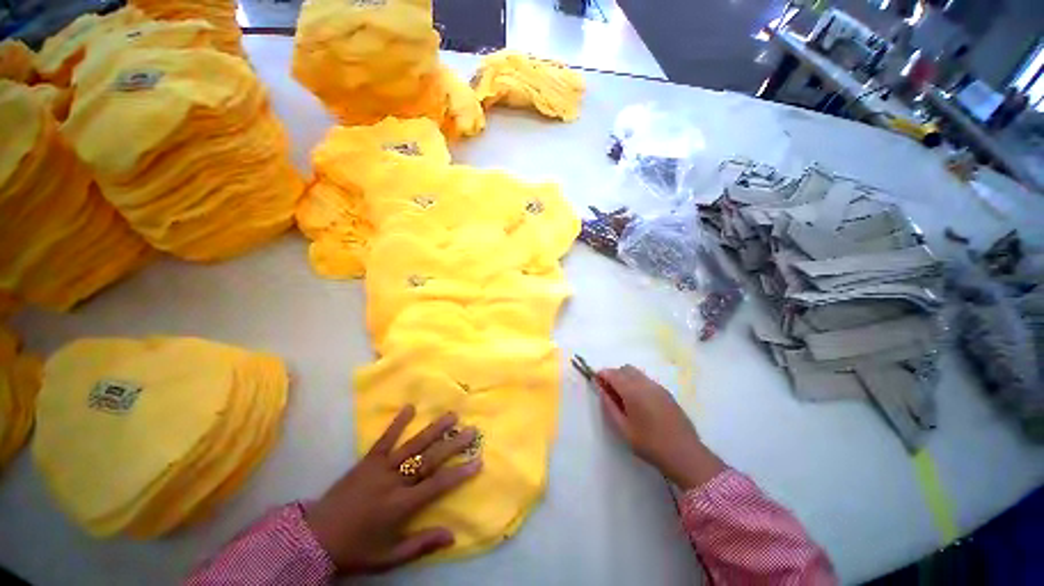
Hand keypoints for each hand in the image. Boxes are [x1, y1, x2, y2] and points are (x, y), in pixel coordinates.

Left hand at [304, 406, 481, 573]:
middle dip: (453, 444)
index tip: (478, 460)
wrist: (314, 537)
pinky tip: (410, 407)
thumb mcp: (389, 557)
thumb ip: (421, 545)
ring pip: (412, 445)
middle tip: (471, 430)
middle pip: (429, 459)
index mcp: (400, 506)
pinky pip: (385, 439)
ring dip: (434, 429)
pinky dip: (398, 423)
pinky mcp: (367, 461)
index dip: (459, 473)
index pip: (436, 485)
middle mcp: (393, 482)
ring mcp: (379, 468)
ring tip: (452, 415)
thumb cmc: (356, 549)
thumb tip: (453, 535)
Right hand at [596, 365, 723, 489]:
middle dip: (614, 375)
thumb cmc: (650, 443)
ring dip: (626, 378)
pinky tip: (639, 402)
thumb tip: (601, 389)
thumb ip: (609, 406)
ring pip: (636, 373)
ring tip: (623, 398)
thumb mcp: (623, 428)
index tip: (596, 382)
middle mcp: (645, 383)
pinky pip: (646, 380)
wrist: (685, 454)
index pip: (612, 373)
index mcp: (632, 390)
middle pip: (625, 369)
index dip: (601, 375)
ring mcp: (658, 387)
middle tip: (609, 392)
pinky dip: (637, 383)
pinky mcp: (666, 393)